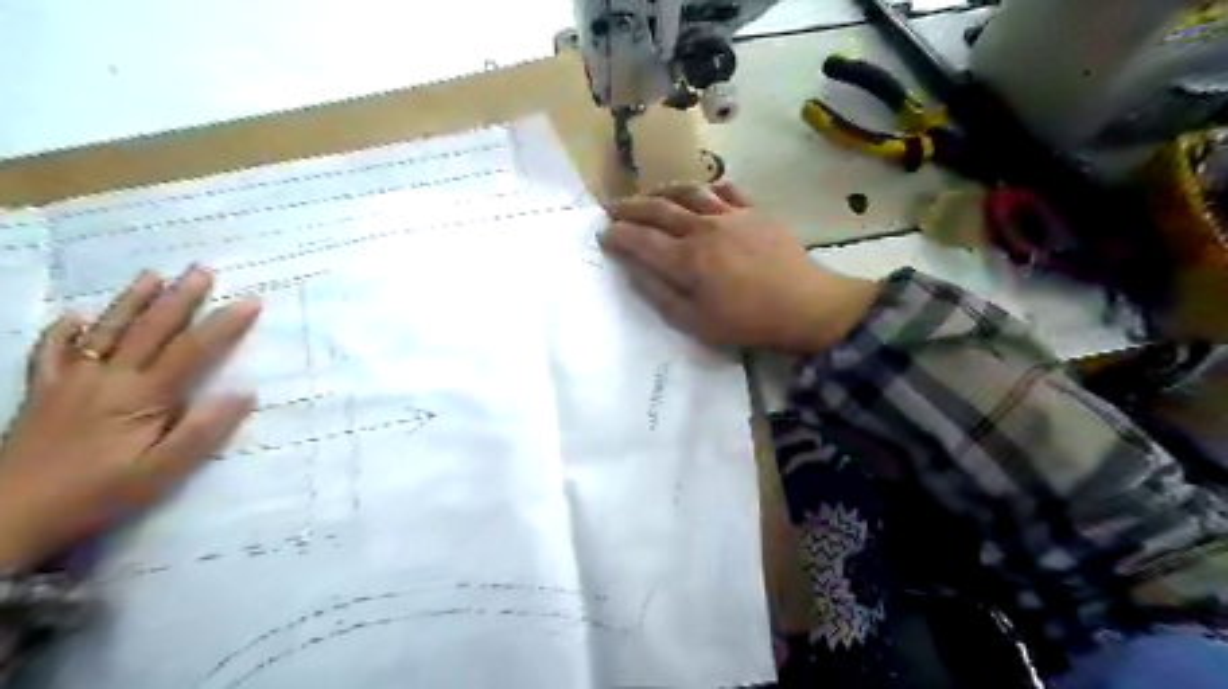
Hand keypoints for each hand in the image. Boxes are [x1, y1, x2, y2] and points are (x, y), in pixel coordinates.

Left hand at [0, 266, 260, 568]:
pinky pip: (51, 352)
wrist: (5, 516)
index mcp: (142, 396)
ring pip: (105, 331)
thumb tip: (244, 393)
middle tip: (201, 269)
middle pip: (150, 329)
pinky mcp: (42, 393)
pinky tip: (74, 317)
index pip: (193, 350)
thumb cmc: (96, 495)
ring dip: (131, 301)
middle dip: (180, 298)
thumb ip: (204, 430)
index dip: (225, 323)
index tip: (251, 300)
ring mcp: (69, 382)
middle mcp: (107, 378)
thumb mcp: (163, 472)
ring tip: (151, 275)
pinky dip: (63, 331)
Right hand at [601, 182, 878, 355]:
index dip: (618, 235)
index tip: (603, 233)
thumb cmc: (747, 321)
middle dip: (631, 207)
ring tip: (650, 196)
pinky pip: (725, 191)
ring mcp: (730, 215)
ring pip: (688, 192)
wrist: (804, 305)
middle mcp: (703, 228)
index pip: (641, 239)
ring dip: (663, 191)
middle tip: (612, 208)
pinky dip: (706, 189)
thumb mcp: (696, 322)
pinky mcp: (754, 212)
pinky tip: (701, 194)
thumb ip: (660, 295)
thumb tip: (633, 271)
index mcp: (686, 258)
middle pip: (658, 209)